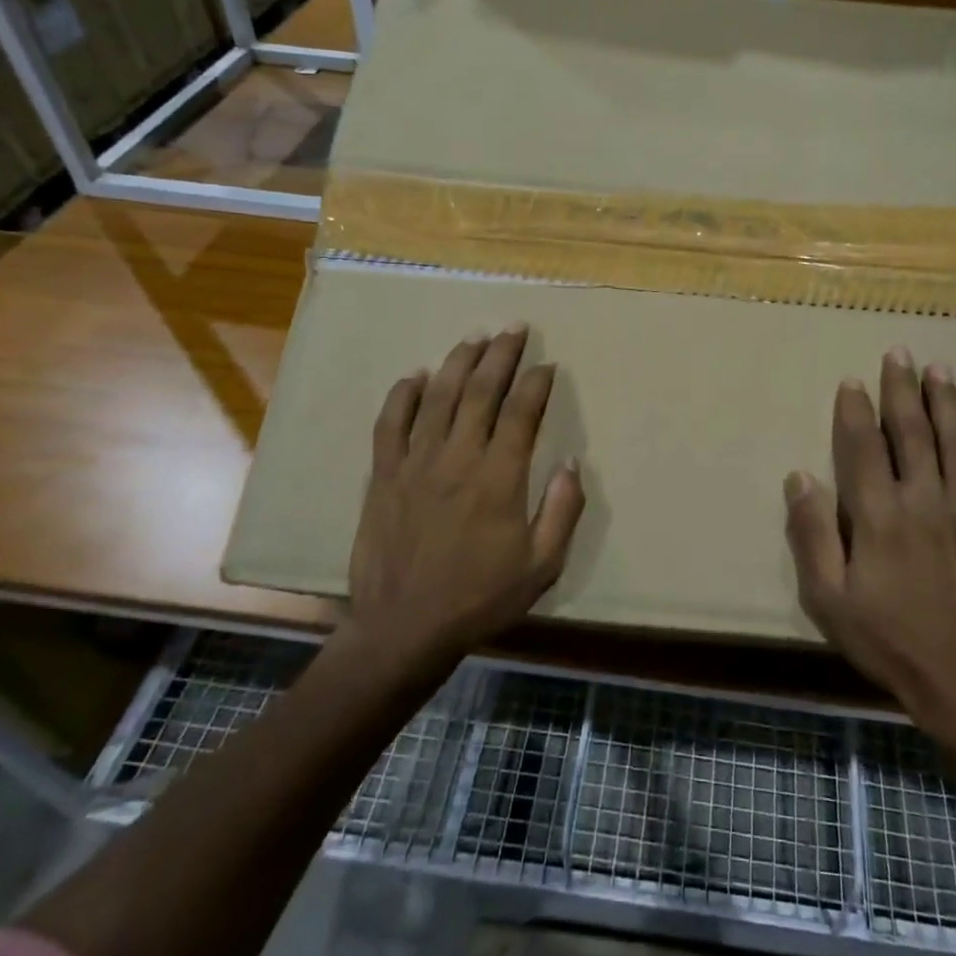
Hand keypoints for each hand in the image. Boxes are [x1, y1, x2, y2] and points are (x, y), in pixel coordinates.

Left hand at [347, 324, 584, 679]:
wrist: (404, 628)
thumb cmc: (480, 598)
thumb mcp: (541, 566)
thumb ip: (562, 511)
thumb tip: (571, 462)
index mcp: (499, 478)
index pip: (522, 412)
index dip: (537, 383)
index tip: (547, 364)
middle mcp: (458, 458)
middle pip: (480, 391)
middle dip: (501, 354)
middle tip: (514, 328)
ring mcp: (416, 463)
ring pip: (437, 397)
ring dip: (458, 362)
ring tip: (475, 338)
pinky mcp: (383, 475)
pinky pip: (390, 423)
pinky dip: (402, 395)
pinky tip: (415, 376)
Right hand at [784, 348, 955, 745]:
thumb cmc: (887, 642)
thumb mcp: (827, 598)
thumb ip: (811, 535)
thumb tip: (799, 477)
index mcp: (879, 516)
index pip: (864, 447)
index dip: (856, 410)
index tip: (852, 380)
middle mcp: (925, 502)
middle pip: (912, 433)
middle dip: (902, 390)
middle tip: (900, 353)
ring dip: (949, 405)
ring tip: (942, 370)